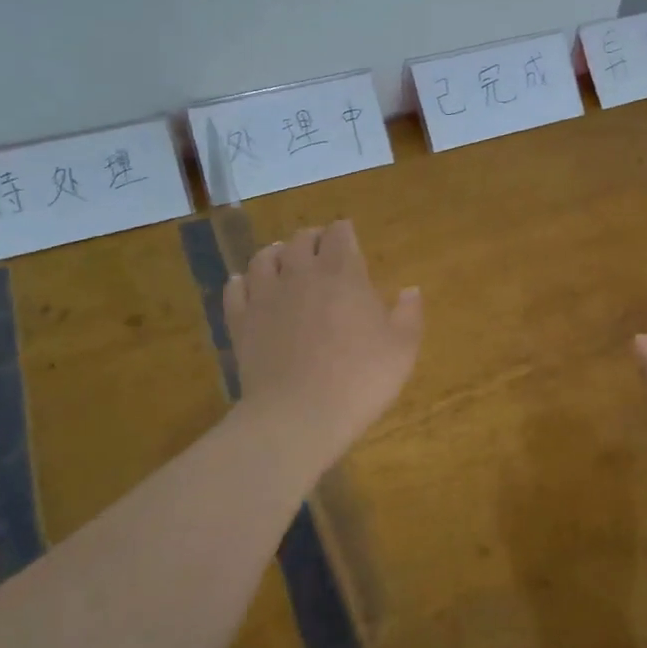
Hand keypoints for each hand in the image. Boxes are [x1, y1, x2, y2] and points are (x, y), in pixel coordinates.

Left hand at [224, 220, 421, 471]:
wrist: (298, 414)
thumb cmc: (360, 379)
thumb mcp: (402, 349)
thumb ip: (409, 314)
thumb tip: (411, 289)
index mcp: (343, 274)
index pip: (340, 234)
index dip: (344, 232)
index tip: (349, 238)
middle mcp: (301, 274)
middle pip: (302, 240)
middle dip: (313, 239)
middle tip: (321, 250)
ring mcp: (266, 296)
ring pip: (265, 257)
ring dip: (277, 254)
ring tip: (283, 260)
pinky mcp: (241, 321)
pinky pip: (235, 289)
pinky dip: (242, 282)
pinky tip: (246, 286)